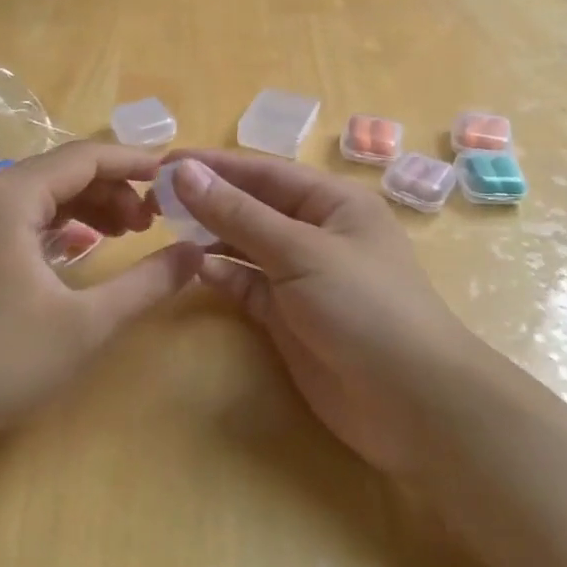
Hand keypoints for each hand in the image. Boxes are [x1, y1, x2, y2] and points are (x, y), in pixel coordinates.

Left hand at [0, 142, 203, 461]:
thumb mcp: (86, 325)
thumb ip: (147, 283)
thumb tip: (197, 253)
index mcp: (7, 196)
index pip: (85, 157)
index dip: (135, 163)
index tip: (175, 178)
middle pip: (61, 172)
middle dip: (113, 190)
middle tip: (153, 222)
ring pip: (39, 193)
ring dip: (87, 207)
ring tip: (127, 235)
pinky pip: (17, 214)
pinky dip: (56, 225)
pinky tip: (82, 249)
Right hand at [167, 152, 481, 479]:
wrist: (412, 404)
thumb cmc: (364, 307)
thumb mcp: (300, 252)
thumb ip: (239, 214)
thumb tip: (185, 171)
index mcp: (333, 202)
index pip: (265, 172)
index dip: (215, 165)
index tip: (164, 162)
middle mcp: (318, 232)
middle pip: (254, 206)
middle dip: (208, 199)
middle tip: (153, 198)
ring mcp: (303, 277)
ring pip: (247, 245)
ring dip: (211, 235)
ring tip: (164, 228)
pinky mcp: (290, 317)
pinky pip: (248, 286)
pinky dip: (223, 275)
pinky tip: (193, 267)